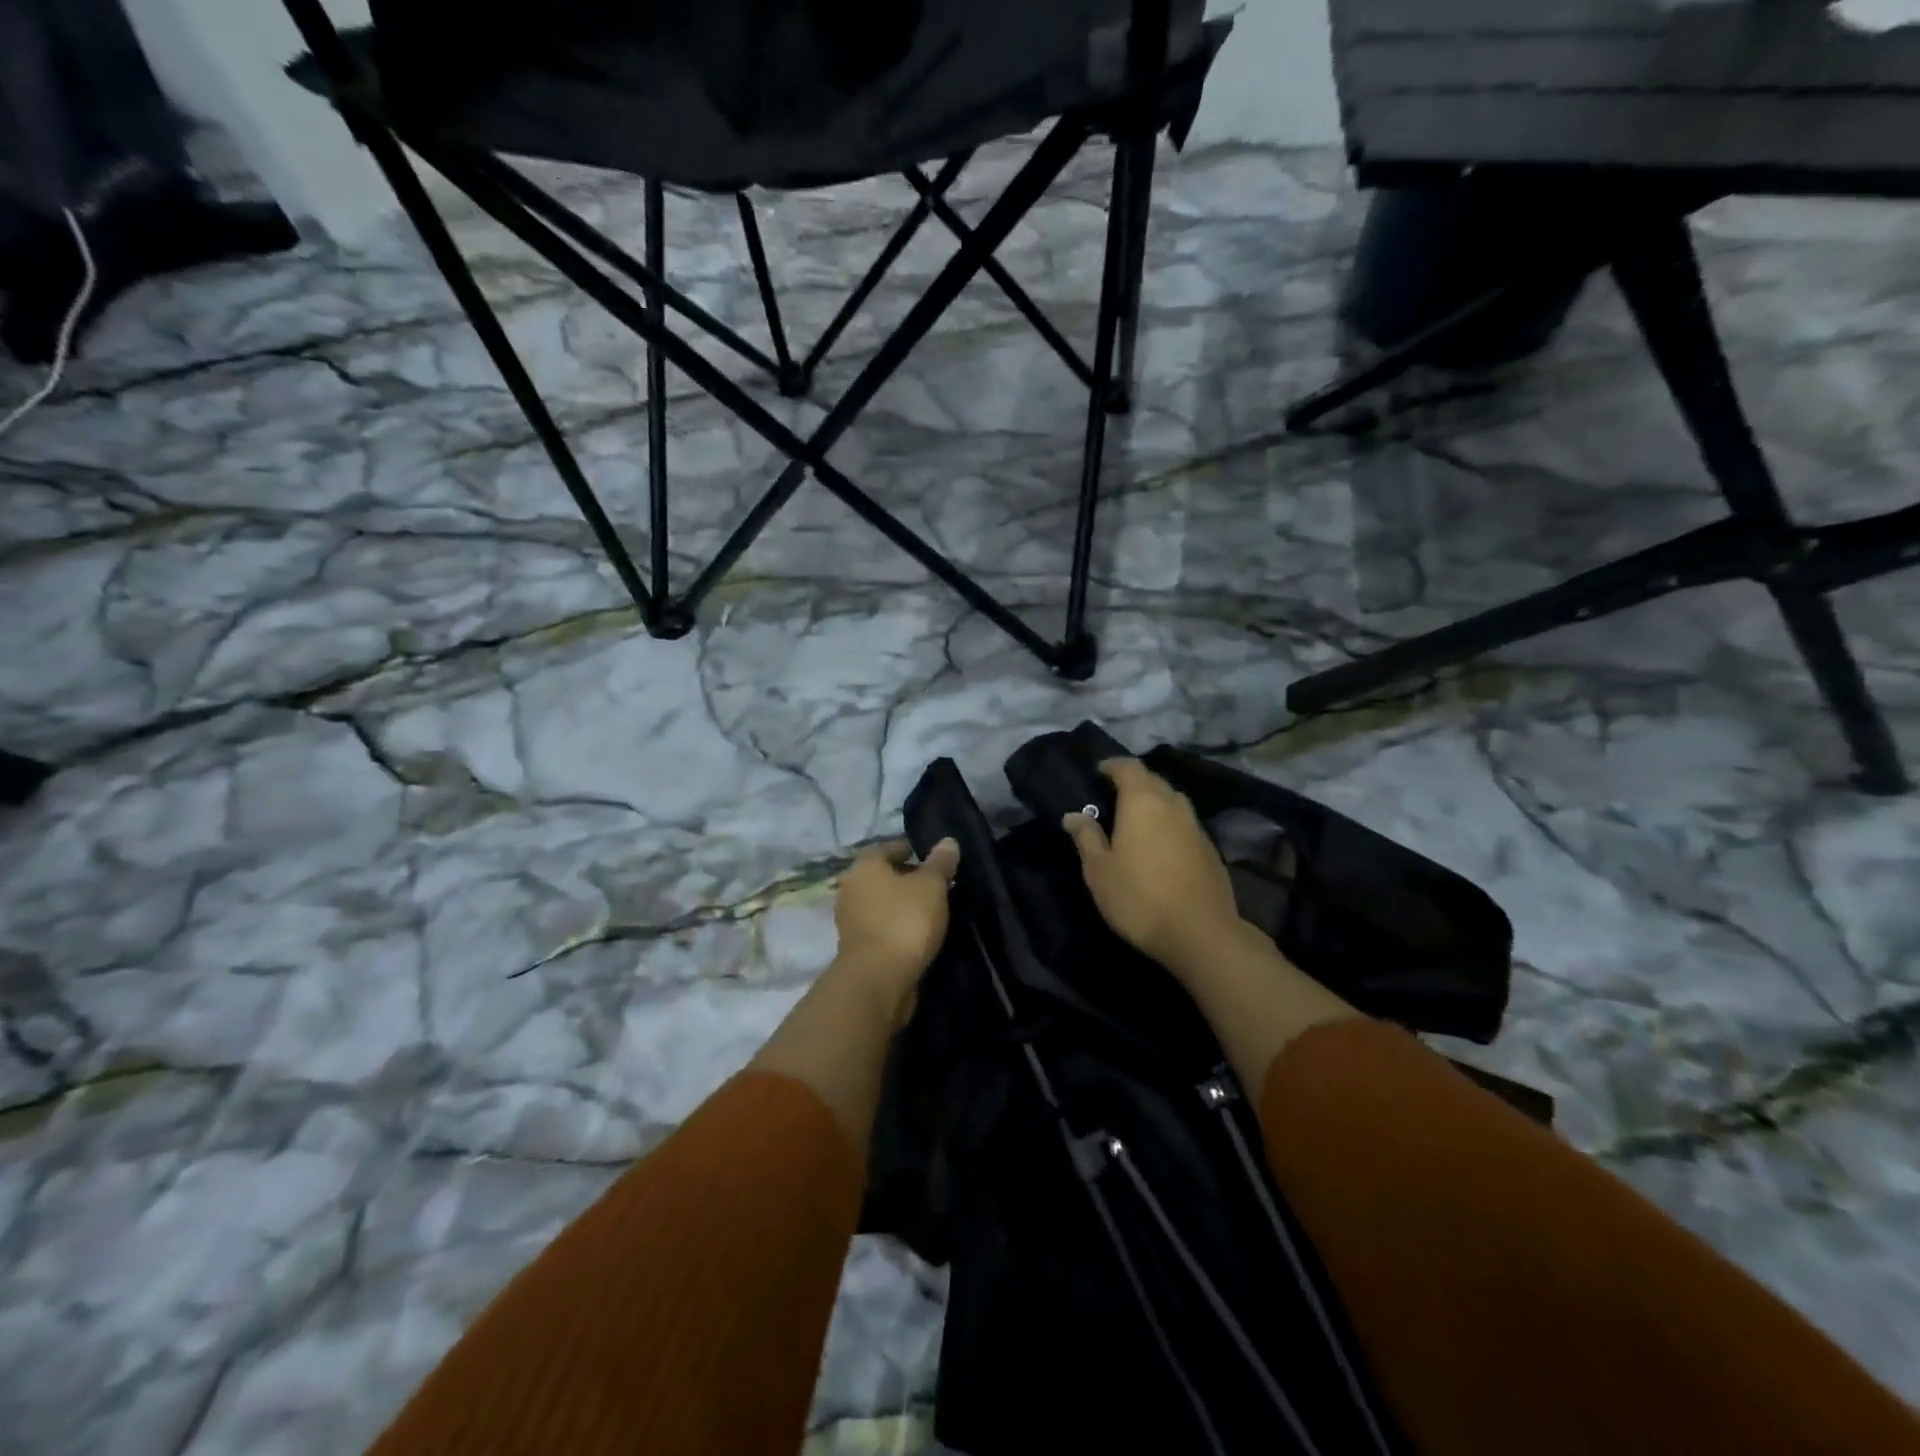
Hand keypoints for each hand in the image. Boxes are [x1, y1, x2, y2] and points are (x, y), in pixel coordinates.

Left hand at [830, 838, 960, 1024]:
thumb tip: (948, 841)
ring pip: (881, 904)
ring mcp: (850, 921)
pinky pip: (881, 928)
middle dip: (907, 879)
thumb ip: (940, 863)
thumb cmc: (905, 920)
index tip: (933, 860)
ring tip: (932, 911)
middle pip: (882, 877)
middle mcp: (851, 889)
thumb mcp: (932, 886)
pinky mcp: (857, 949)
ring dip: (902, 906)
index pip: (886, 848)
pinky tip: (919, 935)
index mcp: (864, 867)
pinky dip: (897, 928)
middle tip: (937, 886)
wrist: (879, 979)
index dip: (909, 850)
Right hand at [1064, 759, 1246, 981]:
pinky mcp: (1211, 849)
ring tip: (1136, 818)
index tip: (1098, 771)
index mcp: (1142, 802)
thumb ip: (1086, 838)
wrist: (1201, 933)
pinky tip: (1160, 845)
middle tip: (1113, 795)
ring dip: (1154, 801)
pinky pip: (1185, 823)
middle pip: (1153, 780)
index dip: (1112, 765)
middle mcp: (1172, 805)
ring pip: (1172, 801)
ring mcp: (1196, 827)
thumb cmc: (1139, 898)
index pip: (1128, 767)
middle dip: (1134, 781)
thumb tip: (1073, 815)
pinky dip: (1169, 824)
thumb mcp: (1099, 871)